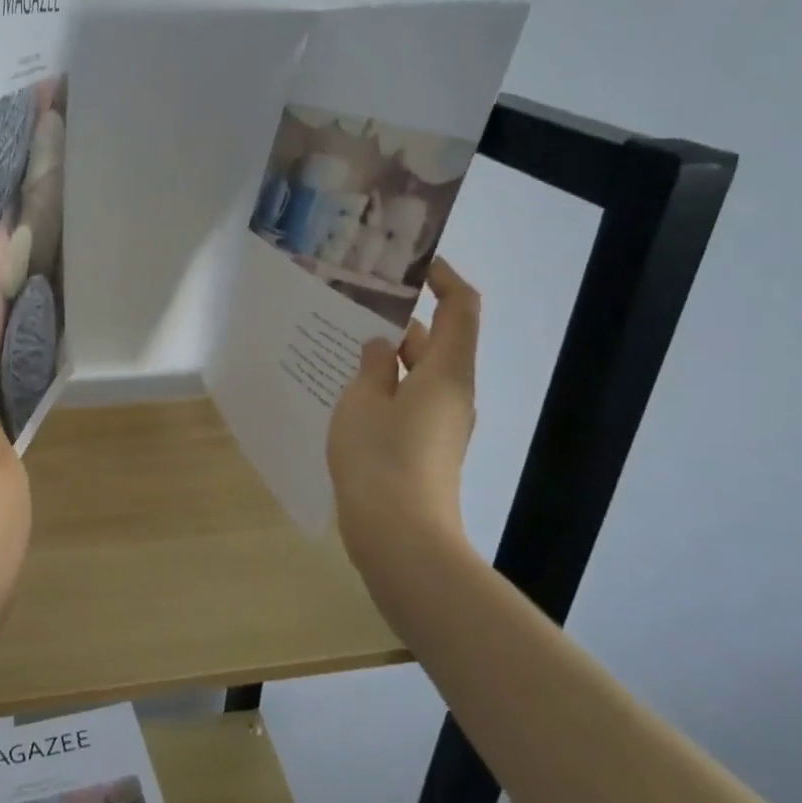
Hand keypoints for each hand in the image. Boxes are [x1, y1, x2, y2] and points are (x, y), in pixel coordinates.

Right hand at [327, 258, 480, 588]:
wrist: (401, 538)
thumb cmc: (381, 458)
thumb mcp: (363, 402)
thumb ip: (371, 366)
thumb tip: (380, 346)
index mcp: (447, 371)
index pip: (461, 308)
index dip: (444, 278)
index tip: (412, 264)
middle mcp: (453, 392)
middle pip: (437, 340)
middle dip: (400, 319)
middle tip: (355, 302)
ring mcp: (442, 423)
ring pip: (418, 373)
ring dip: (387, 356)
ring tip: (341, 341)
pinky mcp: (427, 448)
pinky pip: (409, 401)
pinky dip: (385, 386)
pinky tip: (346, 388)